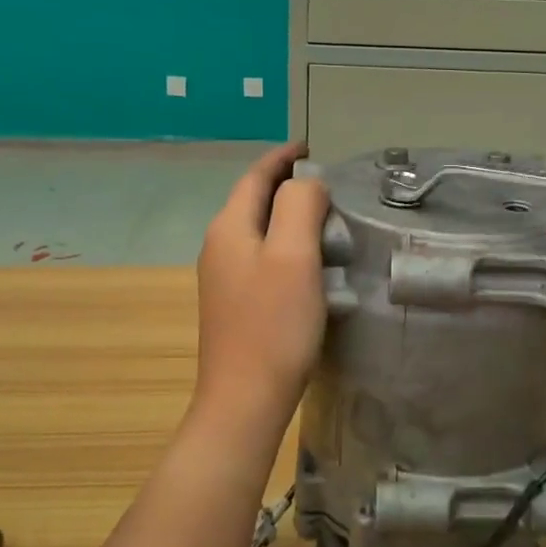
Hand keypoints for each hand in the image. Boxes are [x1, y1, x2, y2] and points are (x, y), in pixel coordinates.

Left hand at [194, 143, 329, 437]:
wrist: (244, 400)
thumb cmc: (273, 325)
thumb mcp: (294, 255)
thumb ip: (300, 206)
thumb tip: (306, 182)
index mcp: (229, 228)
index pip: (255, 177)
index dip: (282, 157)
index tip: (309, 146)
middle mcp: (219, 247)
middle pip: (253, 201)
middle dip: (286, 184)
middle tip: (326, 182)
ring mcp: (223, 278)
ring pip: (258, 230)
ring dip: (286, 215)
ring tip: (324, 217)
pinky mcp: (234, 304)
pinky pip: (261, 257)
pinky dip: (285, 244)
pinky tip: (308, 261)